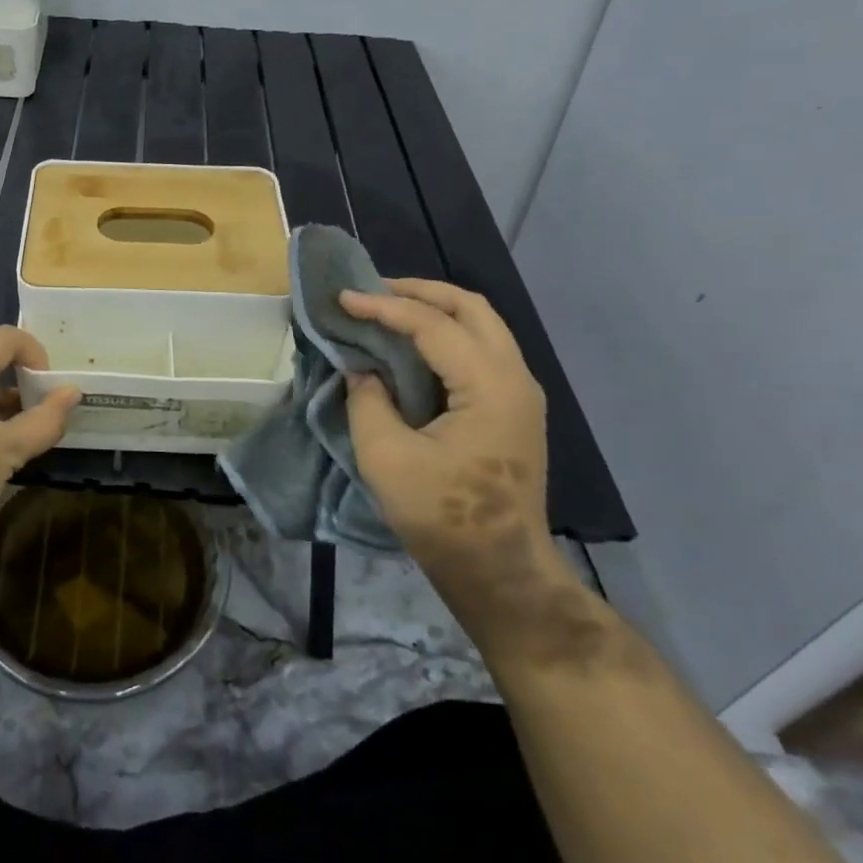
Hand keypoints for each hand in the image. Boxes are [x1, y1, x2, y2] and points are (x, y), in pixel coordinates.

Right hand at [339, 279, 570, 626]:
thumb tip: (361, 370)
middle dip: (420, 291)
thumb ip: (368, 400)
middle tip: (373, 290)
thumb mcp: (386, 457)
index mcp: (489, 386)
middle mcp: (515, 378)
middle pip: (471, 308)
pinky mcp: (513, 410)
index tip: (342, 299)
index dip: (383, 306)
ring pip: (482, 326)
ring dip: (436, 310)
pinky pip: (481, 351)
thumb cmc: (443, 517)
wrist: (499, 572)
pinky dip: (446, 335)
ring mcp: (520, 394)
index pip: (433, 324)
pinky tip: (412, 346)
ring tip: (388, 310)